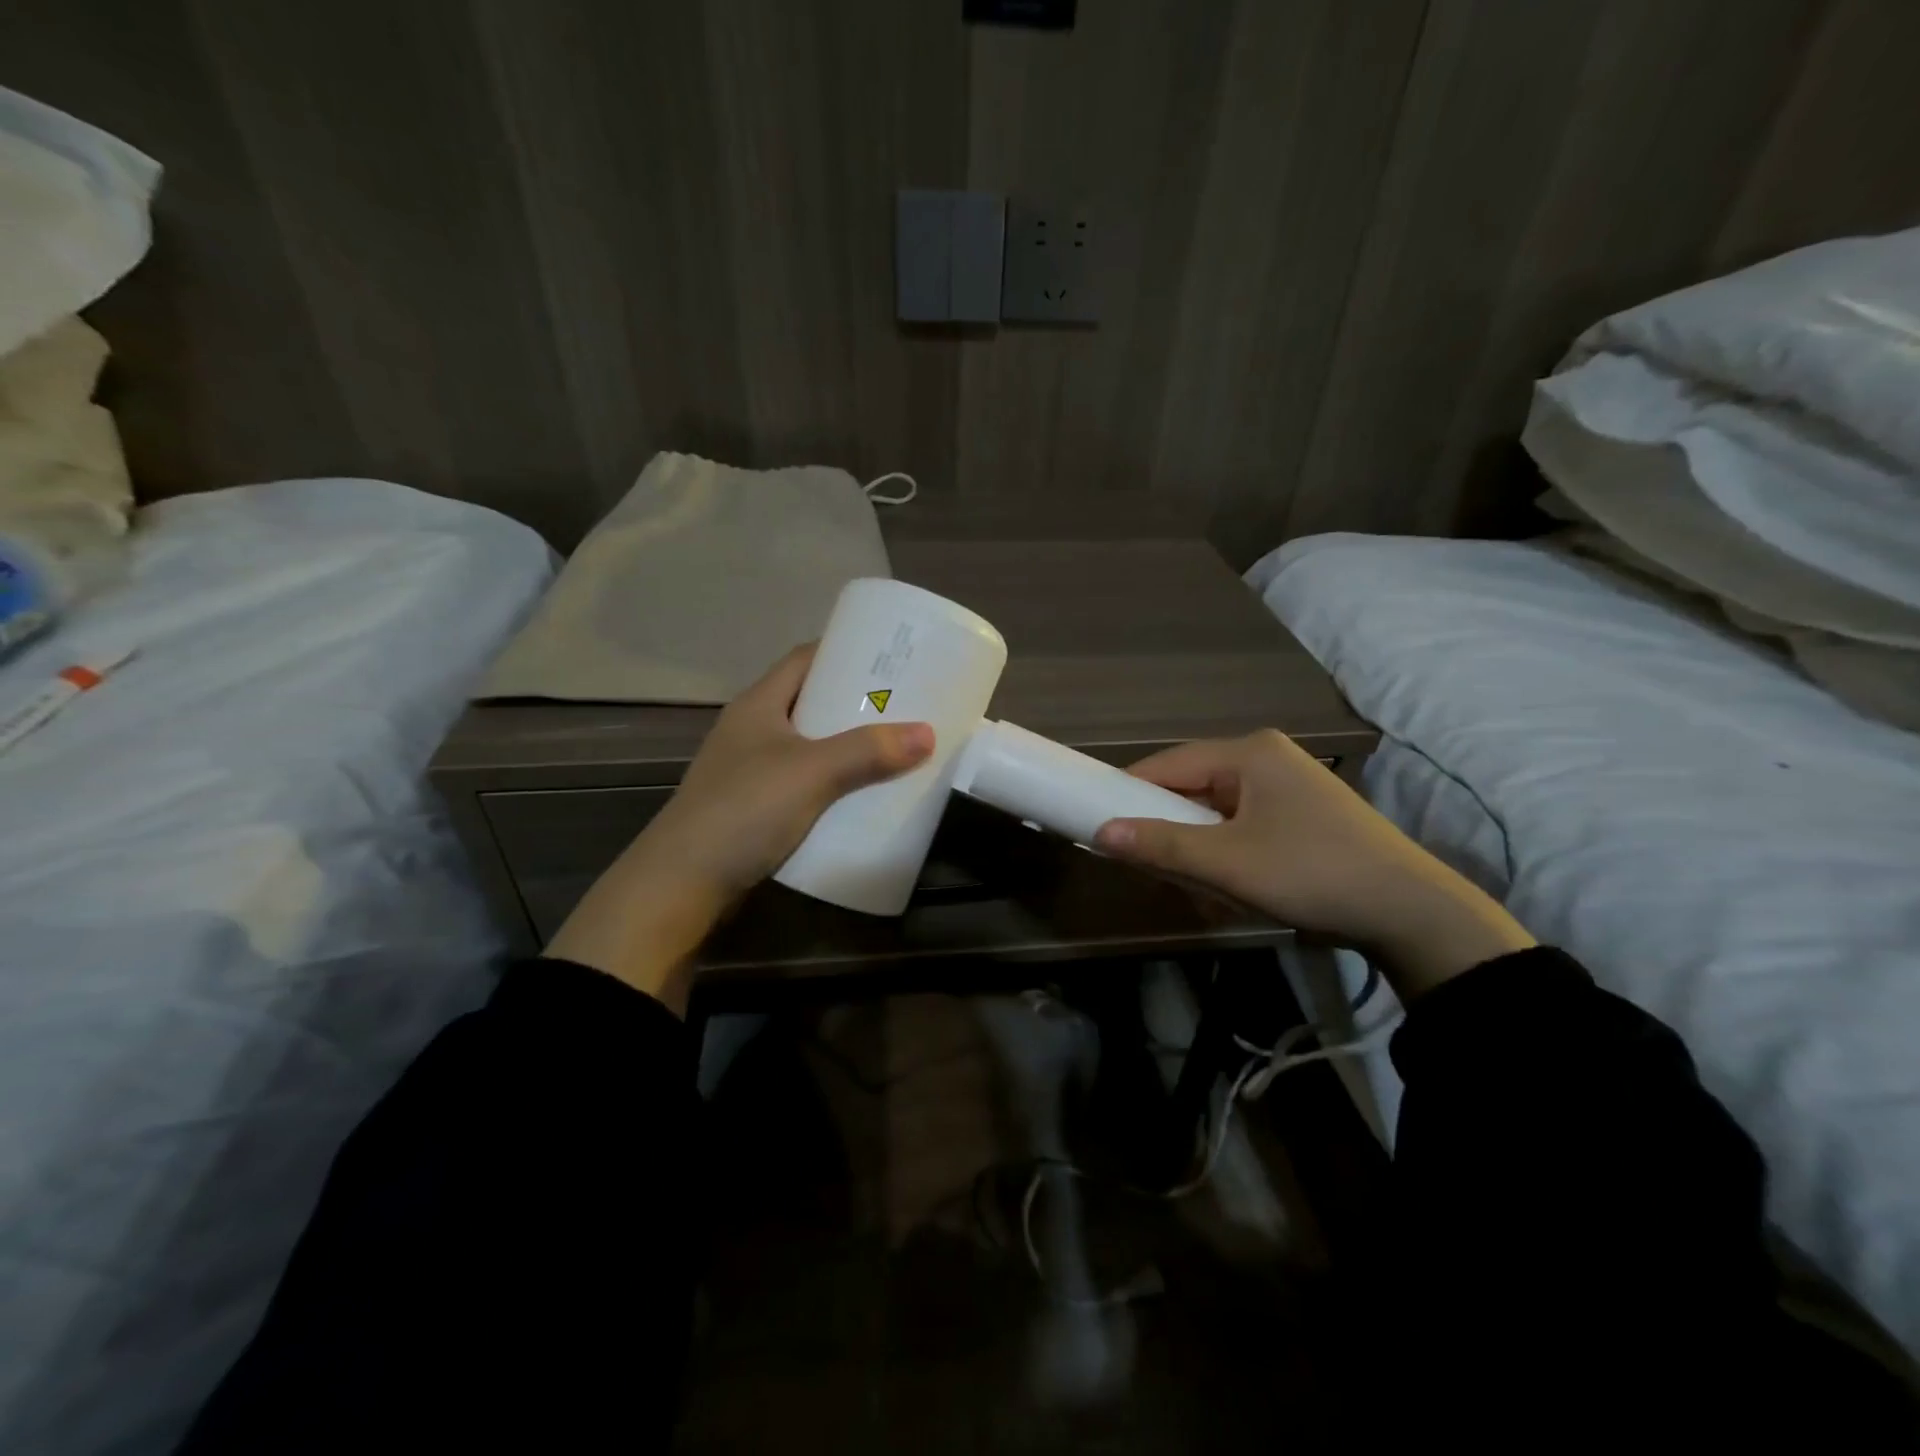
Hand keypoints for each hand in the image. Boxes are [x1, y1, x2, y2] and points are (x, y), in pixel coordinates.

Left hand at [547, 645, 934, 1011]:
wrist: (682, 884)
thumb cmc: (744, 810)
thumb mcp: (811, 772)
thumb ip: (868, 751)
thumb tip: (928, 733)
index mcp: (758, 704)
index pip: (804, 659)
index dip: (844, 651)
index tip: (889, 658)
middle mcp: (752, 730)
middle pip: (810, 702)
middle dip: (855, 703)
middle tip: (904, 705)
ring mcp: (750, 770)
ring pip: (809, 745)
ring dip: (847, 746)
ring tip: (893, 747)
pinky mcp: (755, 807)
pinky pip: (804, 781)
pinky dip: (833, 782)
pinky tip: (861, 794)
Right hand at [1093, 731, 1533, 996]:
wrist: (1413, 913)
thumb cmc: (1312, 873)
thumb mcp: (1228, 863)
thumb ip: (1161, 845)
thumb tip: (1100, 833)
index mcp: (1249, 752)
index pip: (1167, 764)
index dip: (1129, 793)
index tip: (1100, 825)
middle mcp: (1267, 757)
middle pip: (1191, 786)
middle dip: (1168, 827)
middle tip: (1149, 866)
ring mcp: (1288, 784)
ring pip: (1215, 809)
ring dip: (1197, 845)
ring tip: (1193, 883)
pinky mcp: (1301, 813)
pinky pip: (1241, 823)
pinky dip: (1225, 850)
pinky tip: (1227, 884)